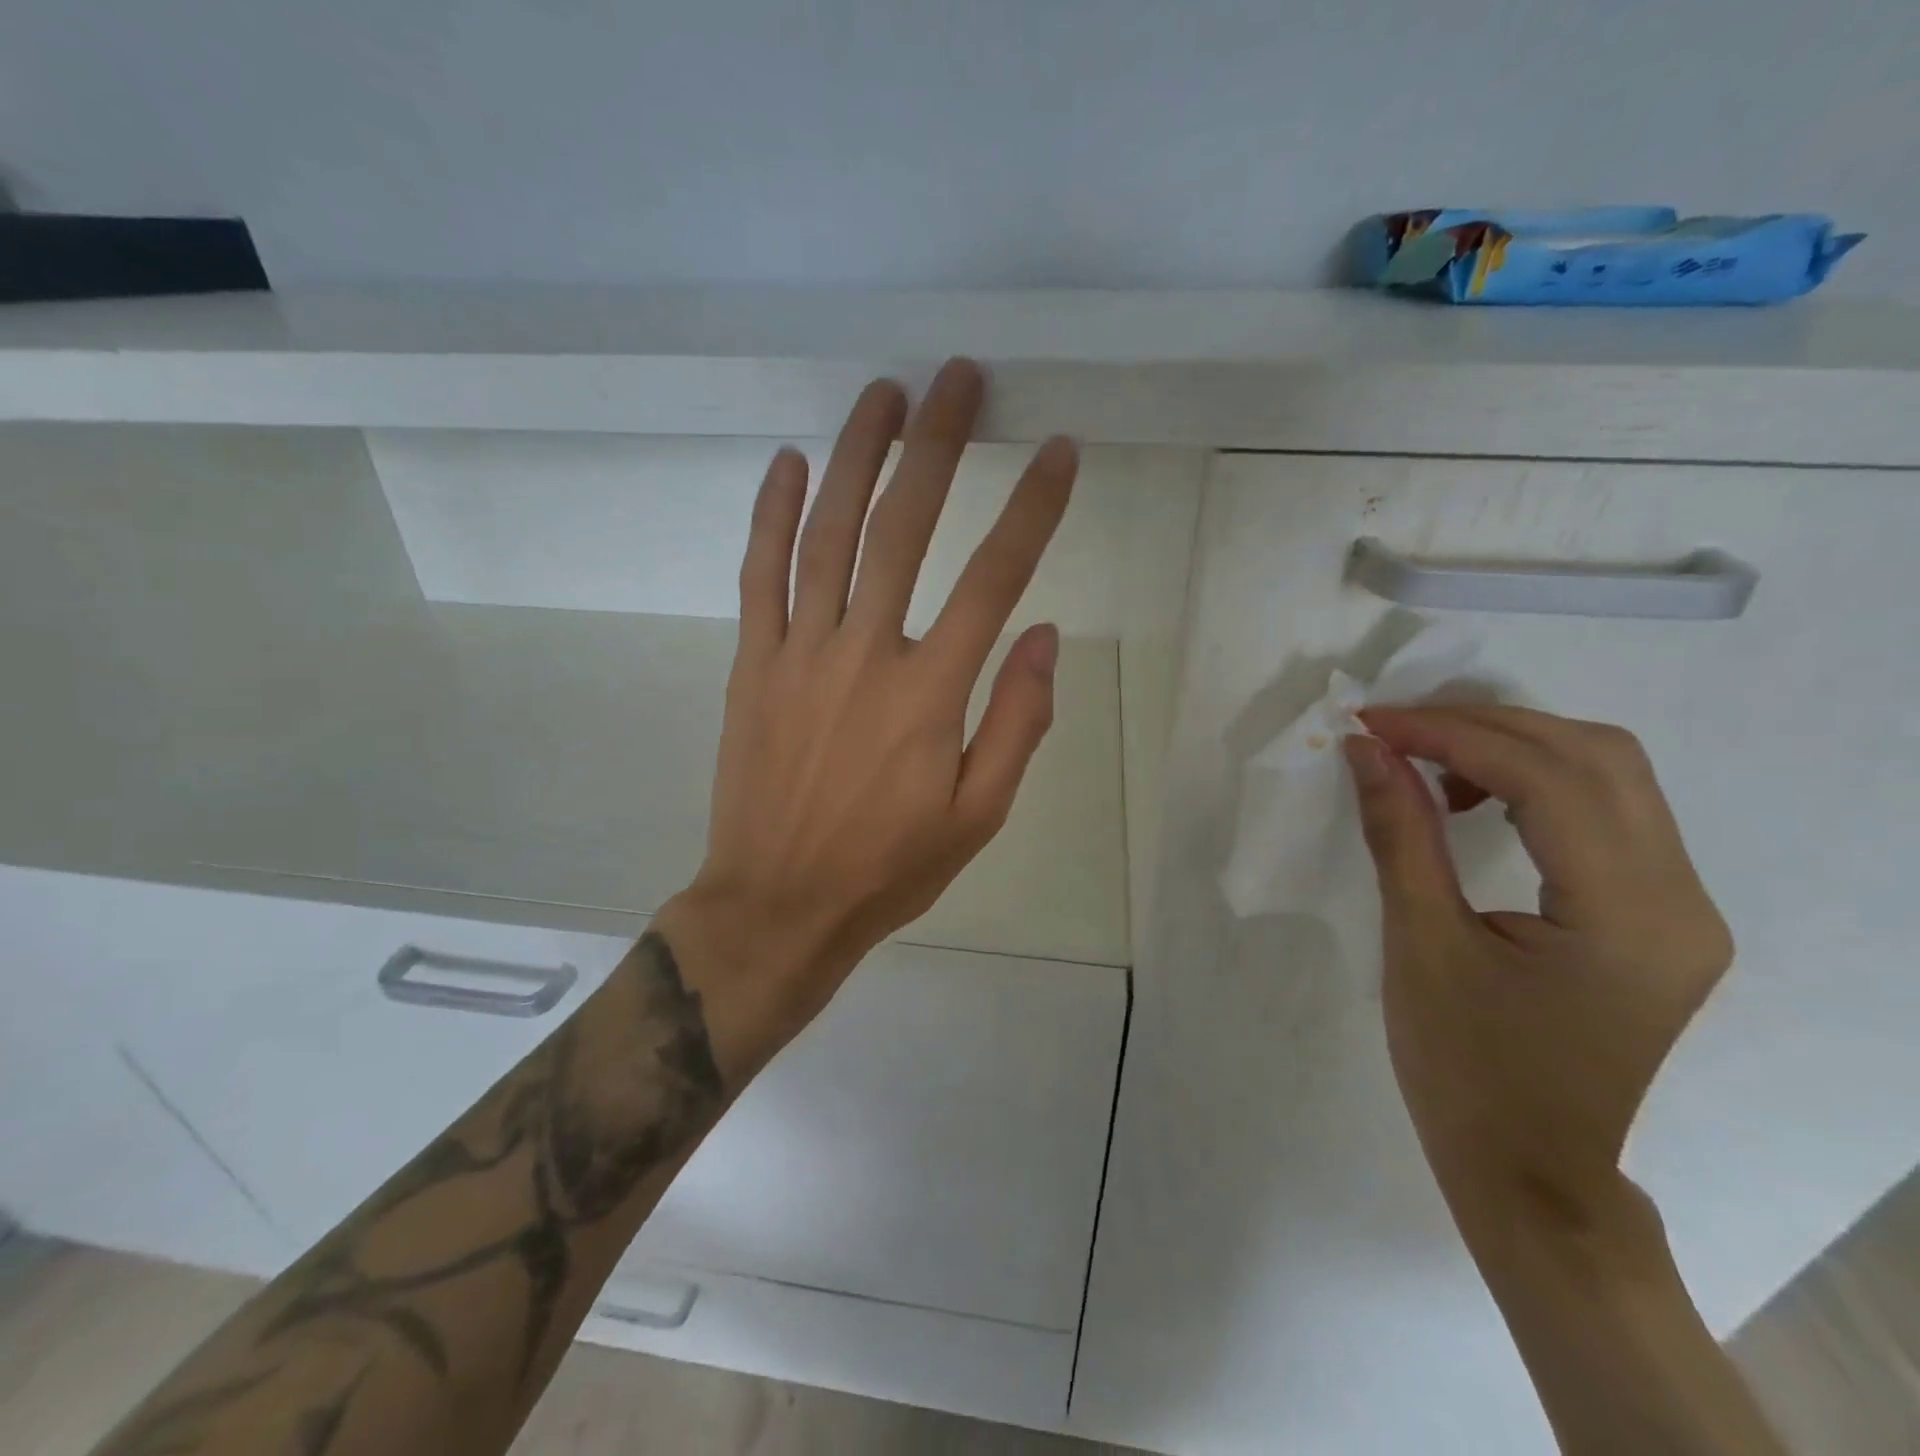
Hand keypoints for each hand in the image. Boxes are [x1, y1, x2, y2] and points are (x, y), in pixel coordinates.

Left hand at [661, 359, 1076, 1069]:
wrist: (779, 903)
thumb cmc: (889, 867)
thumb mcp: (978, 817)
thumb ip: (1017, 722)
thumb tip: (1041, 635)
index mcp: (930, 694)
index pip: (993, 578)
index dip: (1032, 510)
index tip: (1059, 452)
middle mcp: (865, 654)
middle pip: (905, 528)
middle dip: (939, 445)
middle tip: (961, 378)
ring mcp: (800, 652)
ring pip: (829, 533)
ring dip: (857, 455)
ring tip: (885, 394)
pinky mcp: (754, 663)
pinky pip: (760, 574)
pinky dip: (772, 514)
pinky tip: (788, 462)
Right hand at [1343, 707, 1734, 1225]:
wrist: (1528, 1170)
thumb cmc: (1464, 1068)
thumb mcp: (1419, 943)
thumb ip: (1400, 834)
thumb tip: (1366, 749)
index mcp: (1630, 916)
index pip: (1549, 779)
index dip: (1452, 734)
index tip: (1372, 721)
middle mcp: (1681, 899)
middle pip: (1599, 757)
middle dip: (1487, 724)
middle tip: (1396, 728)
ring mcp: (1680, 907)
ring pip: (1610, 775)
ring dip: (1513, 746)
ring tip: (1427, 760)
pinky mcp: (1657, 915)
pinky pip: (1606, 813)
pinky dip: (1535, 781)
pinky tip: (1476, 799)